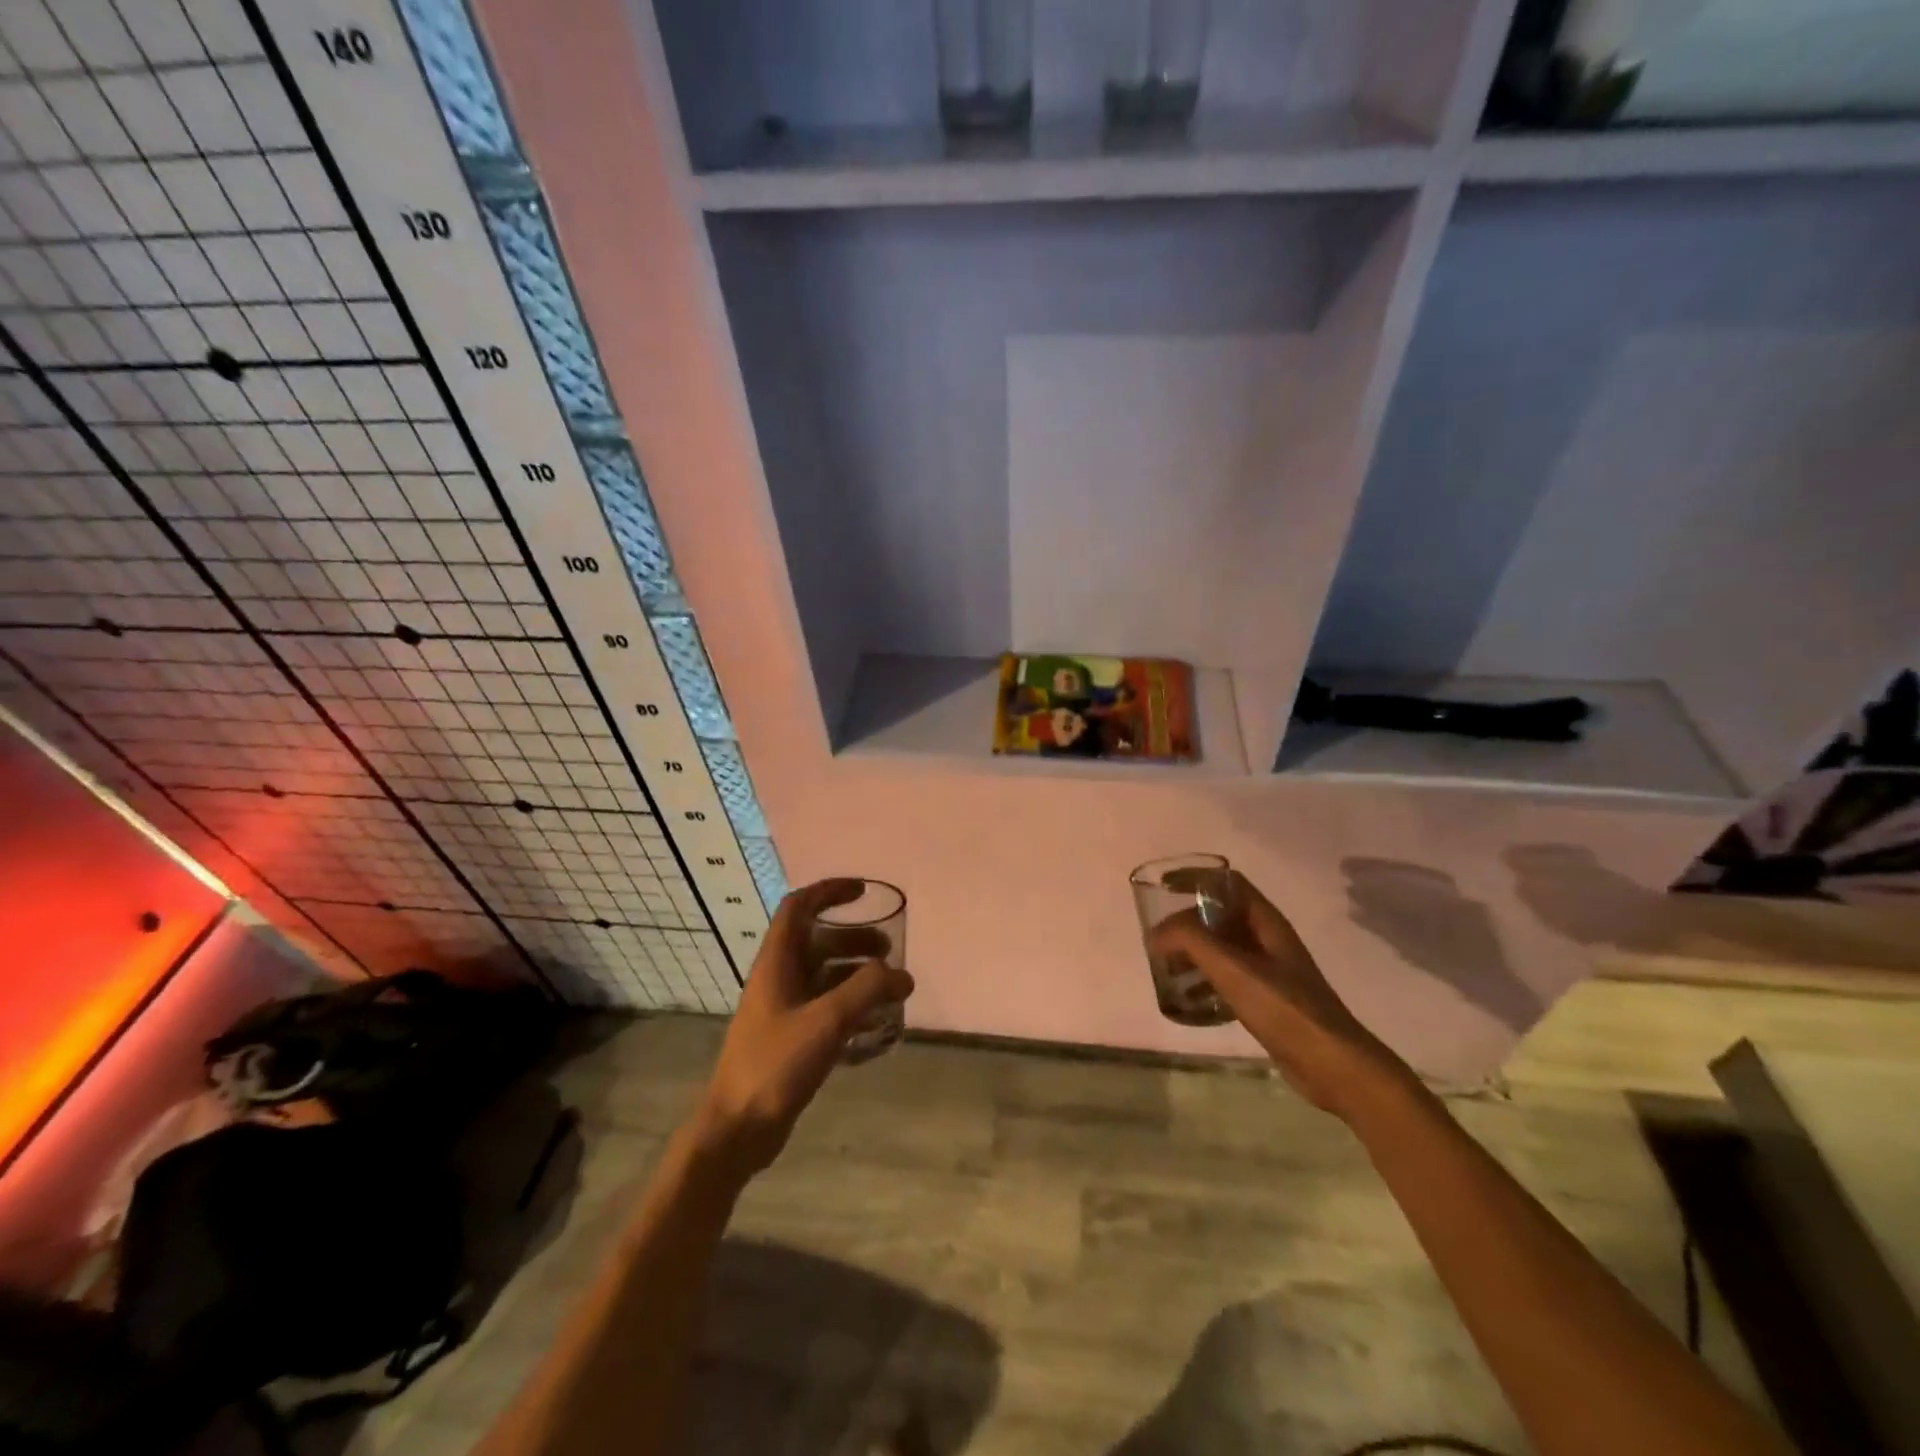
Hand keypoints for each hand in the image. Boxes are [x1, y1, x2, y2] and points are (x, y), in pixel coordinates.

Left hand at [690, 879, 913, 1176]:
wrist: (736, 1129)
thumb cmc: (775, 1065)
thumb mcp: (826, 1021)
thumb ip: (867, 991)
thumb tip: (901, 974)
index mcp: (776, 963)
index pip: (799, 907)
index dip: (829, 891)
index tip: (864, 892)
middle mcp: (778, 979)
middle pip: (817, 942)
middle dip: (854, 939)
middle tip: (889, 950)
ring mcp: (783, 1010)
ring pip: (824, 976)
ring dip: (856, 973)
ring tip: (891, 988)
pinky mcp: (790, 1039)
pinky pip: (826, 1008)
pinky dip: (852, 1006)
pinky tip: (876, 1024)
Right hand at [1149, 872, 1415, 1117]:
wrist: (1333, 1065)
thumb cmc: (1284, 1008)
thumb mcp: (1233, 968)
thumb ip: (1192, 941)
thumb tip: (1158, 932)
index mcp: (1266, 922)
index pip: (1228, 883)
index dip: (1196, 878)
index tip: (1163, 887)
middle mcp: (1269, 940)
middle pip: (1221, 916)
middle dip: (1187, 922)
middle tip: (1158, 939)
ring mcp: (1270, 971)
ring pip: (1223, 948)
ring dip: (1194, 953)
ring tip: (1166, 969)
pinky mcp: (1268, 1000)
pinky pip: (1229, 978)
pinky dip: (1205, 980)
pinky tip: (1190, 1000)